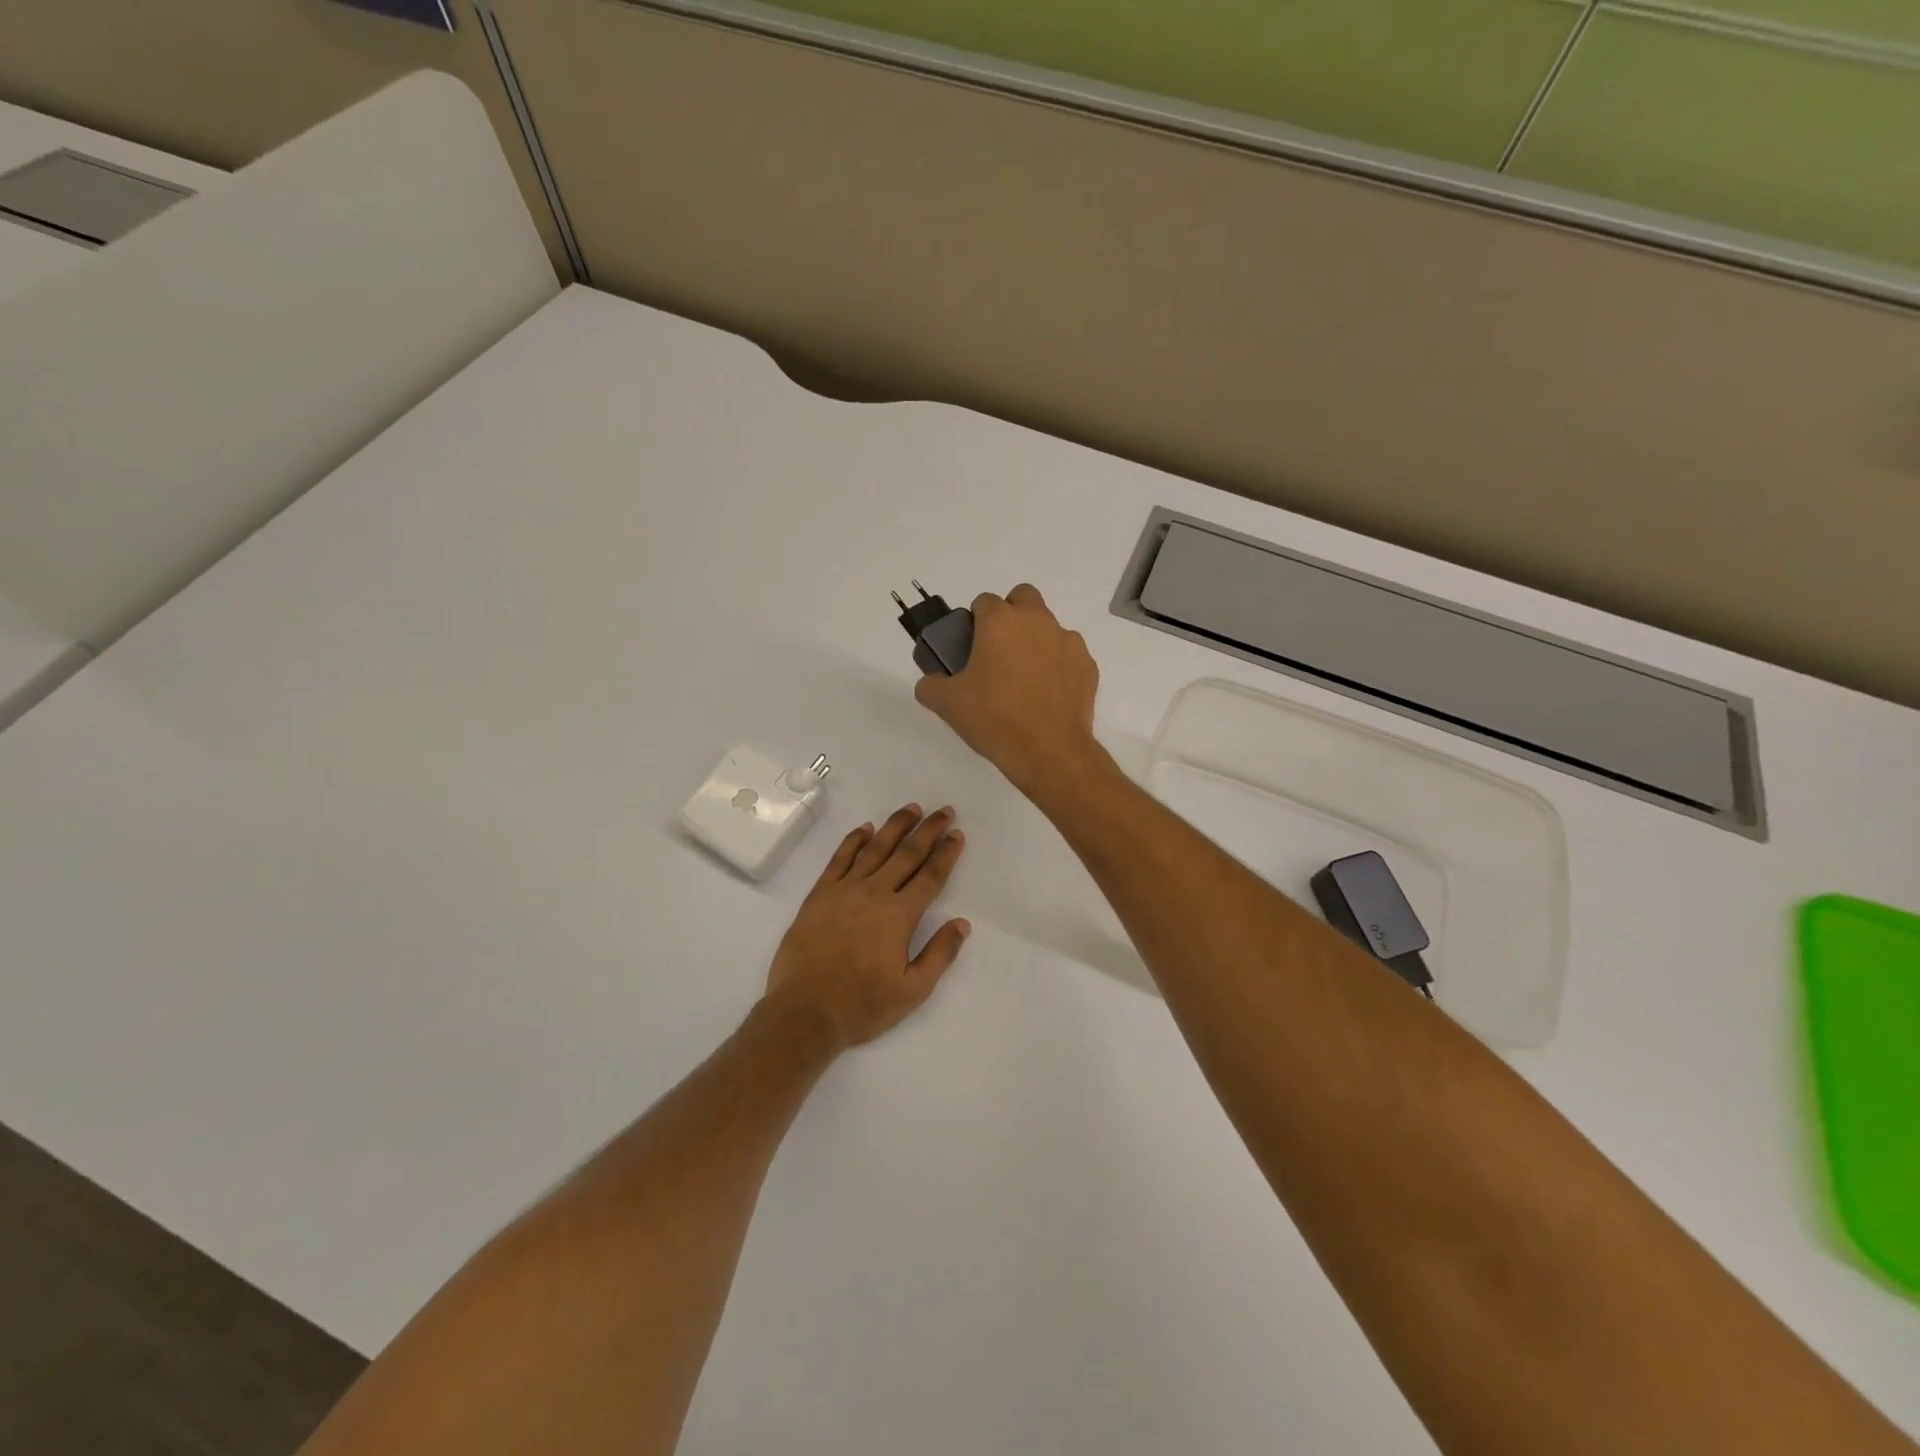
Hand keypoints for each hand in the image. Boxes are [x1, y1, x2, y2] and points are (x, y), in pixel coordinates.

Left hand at [763, 804, 969, 1049]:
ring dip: (895, 826)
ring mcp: (844, 891)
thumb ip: (940, 954)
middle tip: (944, 811)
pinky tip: (866, 828)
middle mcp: (874, 894)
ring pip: (875, 849)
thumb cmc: (862, 1005)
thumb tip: (962, 923)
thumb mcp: (913, 990)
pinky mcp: (819, 895)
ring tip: (912, 809)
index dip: (946, 854)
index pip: (930, 876)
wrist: (804, 1012)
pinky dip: (854, 840)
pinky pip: (840, 859)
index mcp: (900, 916)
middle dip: (928, 831)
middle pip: (907, 854)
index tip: (957, 835)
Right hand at [915, 584, 1101, 797]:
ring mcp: (1067, 641)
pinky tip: (1047, 694)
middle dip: (1010, 615)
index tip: (971, 648)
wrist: (1050, 752)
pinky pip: (1067, 654)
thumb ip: (931, 685)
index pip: (984, 601)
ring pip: (1048, 626)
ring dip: (1035, 640)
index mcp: (1001, 622)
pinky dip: (1057, 665)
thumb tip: (932, 682)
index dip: (975, 621)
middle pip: (1022, 598)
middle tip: (998, 652)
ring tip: (1024, 679)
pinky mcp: (1087, 665)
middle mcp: (1037, 621)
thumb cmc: (995, 720)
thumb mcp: (948, 705)